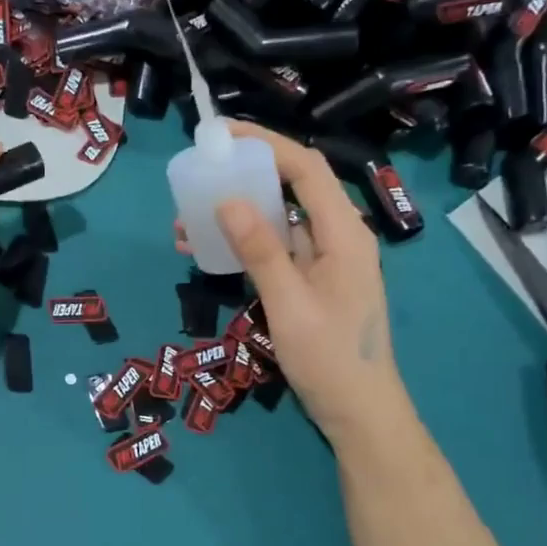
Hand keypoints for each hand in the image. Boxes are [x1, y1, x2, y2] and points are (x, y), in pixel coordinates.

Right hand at [208, 124, 412, 443]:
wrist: (359, 412)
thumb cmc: (330, 359)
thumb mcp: (290, 304)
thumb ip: (261, 251)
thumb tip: (227, 200)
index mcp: (344, 233)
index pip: (306, 168)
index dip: (266, 143)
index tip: (223, 133)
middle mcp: (337, 237)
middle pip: (291, 187)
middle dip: (244, 176)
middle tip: (199, 173)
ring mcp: (324, 260)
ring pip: (278, 219)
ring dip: (237, 214)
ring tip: (187, 219)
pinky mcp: (312, 281)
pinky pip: (276, 249)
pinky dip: (244, 244)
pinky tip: (207, 251)